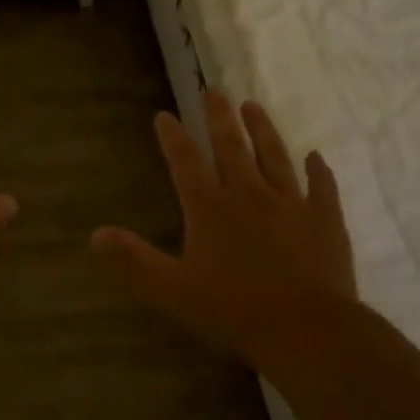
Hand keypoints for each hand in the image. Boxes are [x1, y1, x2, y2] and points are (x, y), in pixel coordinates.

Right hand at [92, 91, 356, 367]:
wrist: (307, 330)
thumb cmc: (234, 311)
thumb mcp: (173, 290)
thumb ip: (134, 260)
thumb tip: (95, 235)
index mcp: (210, 208)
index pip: (185, 162)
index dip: (172, 137)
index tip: (164, 114)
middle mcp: (248, 194)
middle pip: (231, 146)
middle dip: (219, 116)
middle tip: (213, 89)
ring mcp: (290, 203)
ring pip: (274, 156)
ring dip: (263, 129)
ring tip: (253, 105)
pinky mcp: (324, 220)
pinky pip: (321, 188)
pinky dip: (318, 171)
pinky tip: (315, 156)